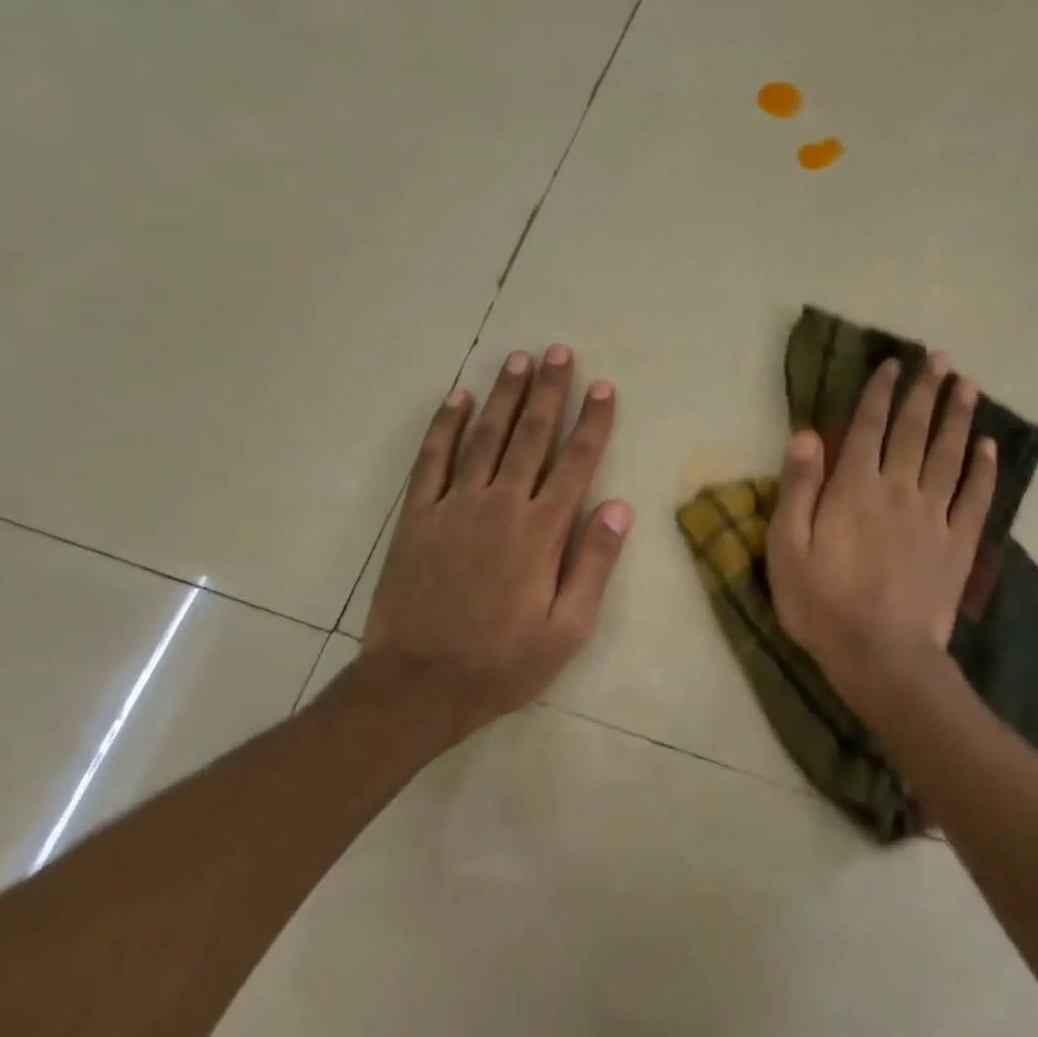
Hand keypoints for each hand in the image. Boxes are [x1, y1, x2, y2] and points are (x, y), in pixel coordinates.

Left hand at [349, 345, 632, 735]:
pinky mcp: (417, 516)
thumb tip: (620, 508)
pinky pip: (432, 460)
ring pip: (485, 437)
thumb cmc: (502, 662)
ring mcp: (454, 506)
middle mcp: (500, 505)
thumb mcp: (567, 629)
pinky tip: (458, 398)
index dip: (592, 422)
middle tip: (559, 352)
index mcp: (541, 532)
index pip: (575, 463)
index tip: (603, 387)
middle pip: (531, 436)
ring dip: (504, 396)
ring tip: (518, 359)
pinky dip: (445, 426)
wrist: (418, 684)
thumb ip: (594, 564)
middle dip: (549, 392)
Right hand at [767, 352, 995, 718]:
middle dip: (925, 391)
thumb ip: (798, 488)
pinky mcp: (958, 545)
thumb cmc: (822, 604)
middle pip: (914, 431)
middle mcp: (898, 490)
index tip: (892, 364)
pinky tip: (990, 446)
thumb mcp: (787, 548)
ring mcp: (934, 517)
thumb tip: (807, 435)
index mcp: (854, 488)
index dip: (880, 392)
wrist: (882, 657)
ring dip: (959, 417)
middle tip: (940, 358)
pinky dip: (984, 470)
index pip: (869, 427)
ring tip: (968, 385)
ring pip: (950, 455)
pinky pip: (975, 498)